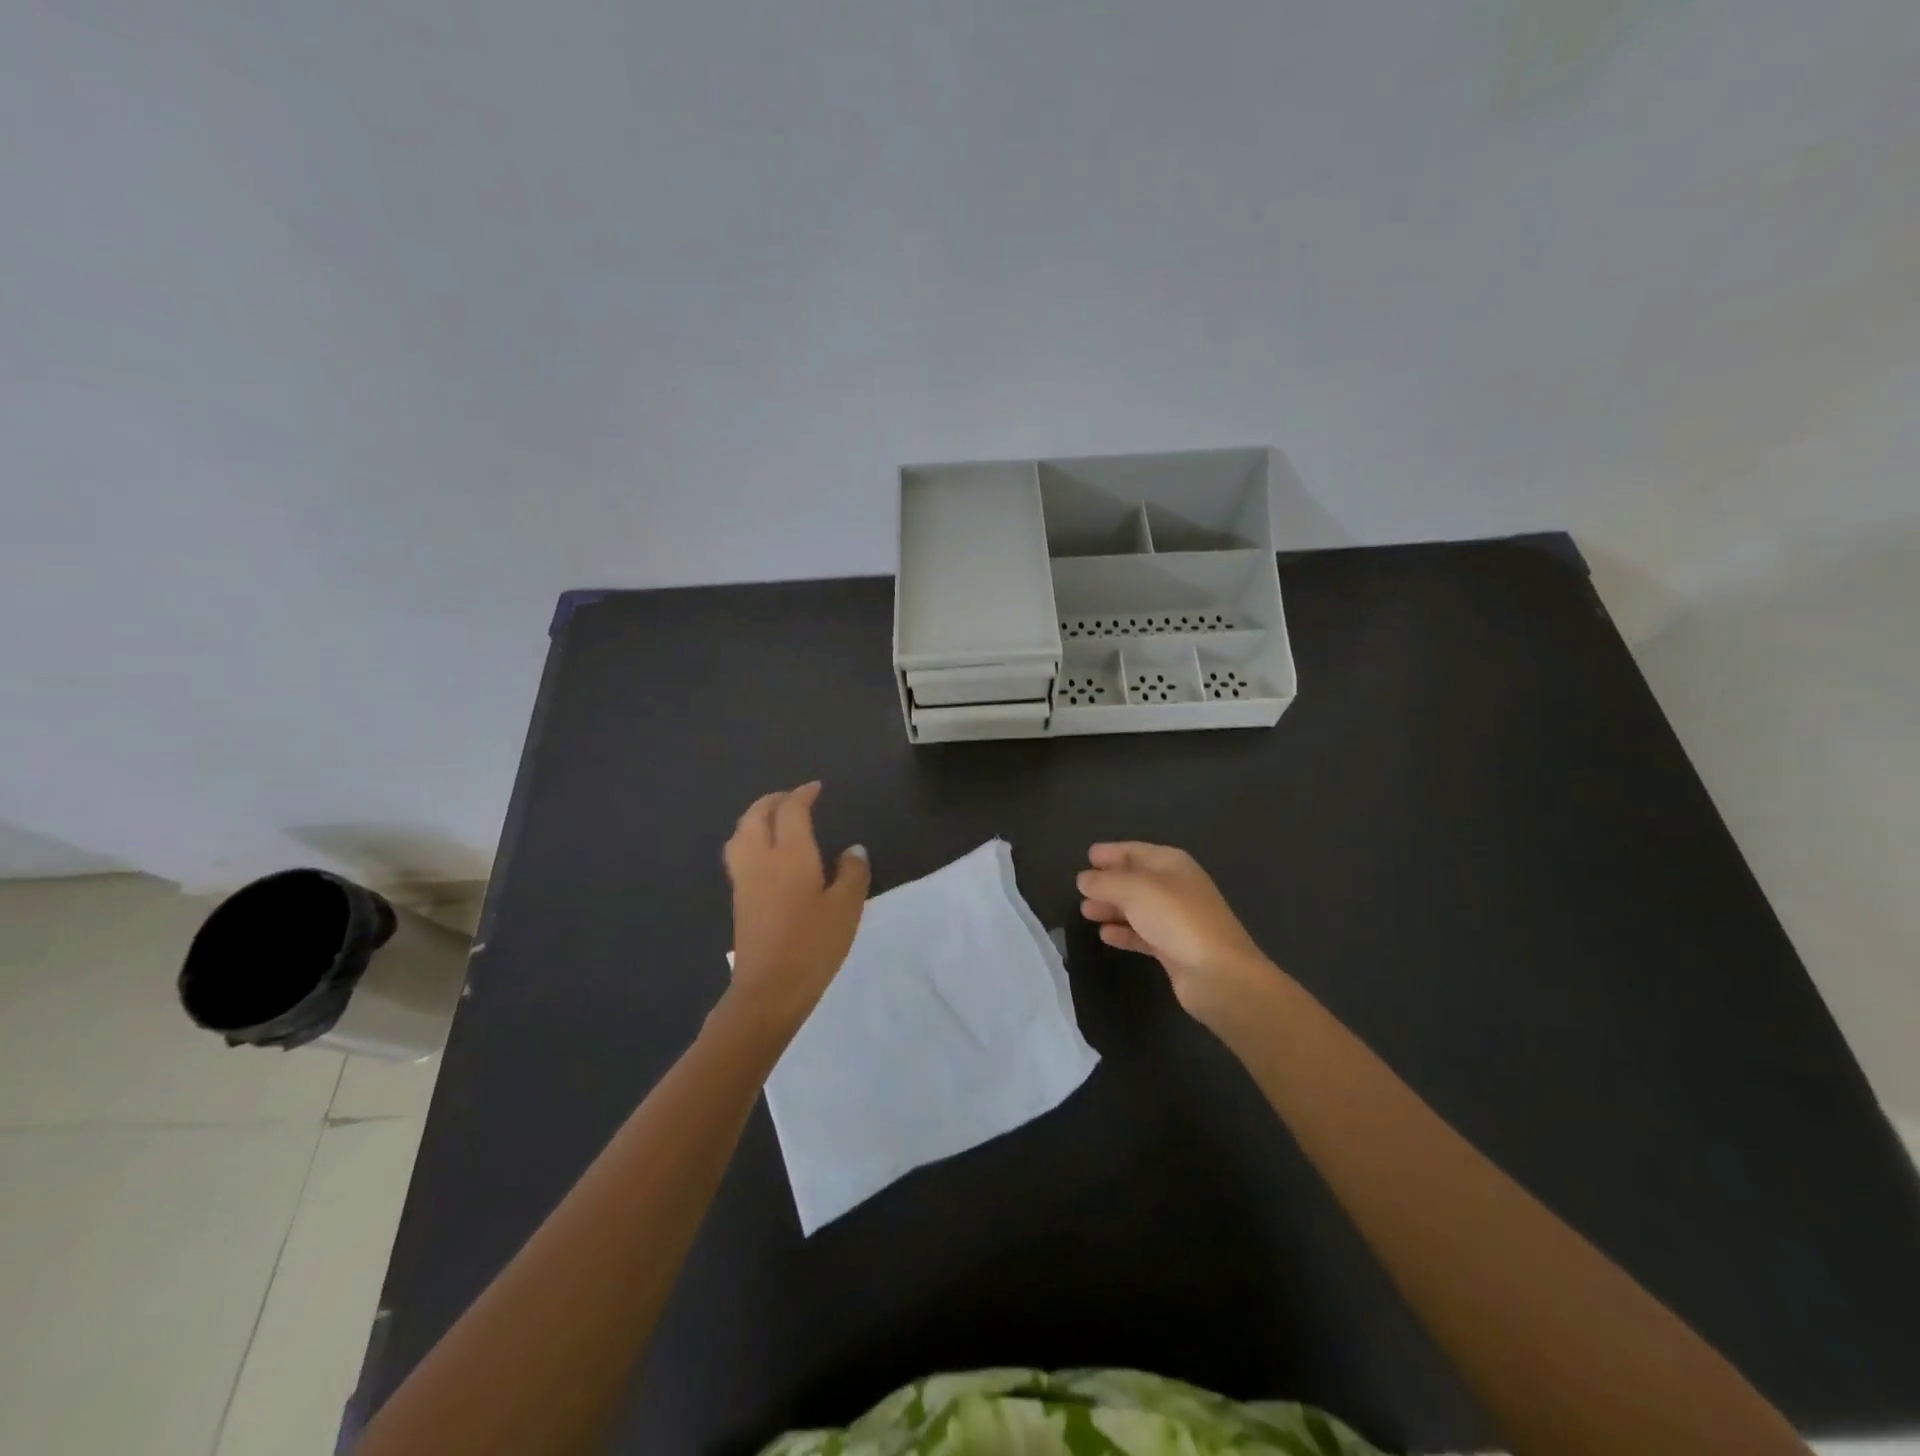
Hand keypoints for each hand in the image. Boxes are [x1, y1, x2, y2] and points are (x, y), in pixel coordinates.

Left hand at [723, 781, 869, 1037]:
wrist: (769, 989)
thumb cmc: (813, 945)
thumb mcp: (846, 908)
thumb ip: (852, 873)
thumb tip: (853, 850)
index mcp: (790, 853)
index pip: (791, 810)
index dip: (803, 795)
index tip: (816, 789)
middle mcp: (761, 858)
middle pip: (757, 815)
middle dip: (773, 800)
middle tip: (792, 798)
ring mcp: (744, 879)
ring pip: (741, 833)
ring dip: (756, 817)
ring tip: (773, 819)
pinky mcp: (738, 899)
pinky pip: (738, 853)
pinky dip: (749, 838)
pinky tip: (764, 853)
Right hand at [1077, 842, 1272, 1026]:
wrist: (1218, 974)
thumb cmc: (1177, 919)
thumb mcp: (1135, 891)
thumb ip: (1105, 882)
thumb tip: (1084, 879)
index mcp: (1171, 864)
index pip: (1135, 851)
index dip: (1112, 852)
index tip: (1088, 856)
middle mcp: (1175, 887)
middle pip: (1135, 879)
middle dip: (1108, 882)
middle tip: (1080, 889)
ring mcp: (1176, 919)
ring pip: (1137, 907)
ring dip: (1112, 907)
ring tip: (1085, 911)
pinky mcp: (1174, 948)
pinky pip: (1142, 934)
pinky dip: (1124, 932)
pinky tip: (1105, 935)